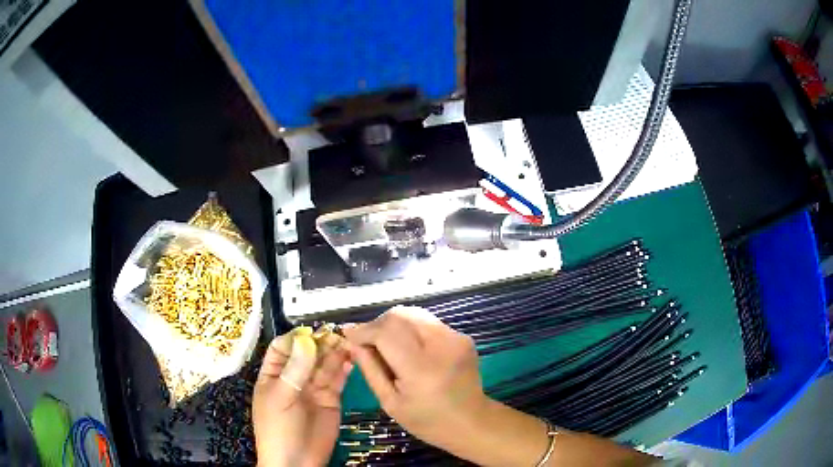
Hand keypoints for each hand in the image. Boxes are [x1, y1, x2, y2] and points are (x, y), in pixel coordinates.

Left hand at [253, 327, 352, 466]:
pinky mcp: (331, 398)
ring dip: (335, 353)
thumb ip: (295, 370)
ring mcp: (313, 388)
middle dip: (320, 343)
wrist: (297, 462)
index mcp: (274, 374)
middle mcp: (294, 377)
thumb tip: (306, 340)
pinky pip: (337, 379)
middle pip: (307, 353)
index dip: (296, 339)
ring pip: (324, 364)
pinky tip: (351, 359)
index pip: (283, 348)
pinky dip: (344, 368)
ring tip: (348, 343)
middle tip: (337, 335)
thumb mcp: (280, 398)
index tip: (312, 333)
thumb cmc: (279, 429)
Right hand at [343, 306, 487, 452]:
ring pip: (414, 314)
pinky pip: (427, 322)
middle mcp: (441, 346)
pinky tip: (407, 347)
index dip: (363, 330)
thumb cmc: (427, 420)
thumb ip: (370, 369)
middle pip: (400, 316)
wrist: (471, 421)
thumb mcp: (390, 403)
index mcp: (421, 369)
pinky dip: (410, 328)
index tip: (348, 334)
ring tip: (384, 343)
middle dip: (377, 324)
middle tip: (366, 341)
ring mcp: (455, 338)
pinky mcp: (462, 336)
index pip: (386, 333)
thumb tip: (352, 341)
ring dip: (393, 324)